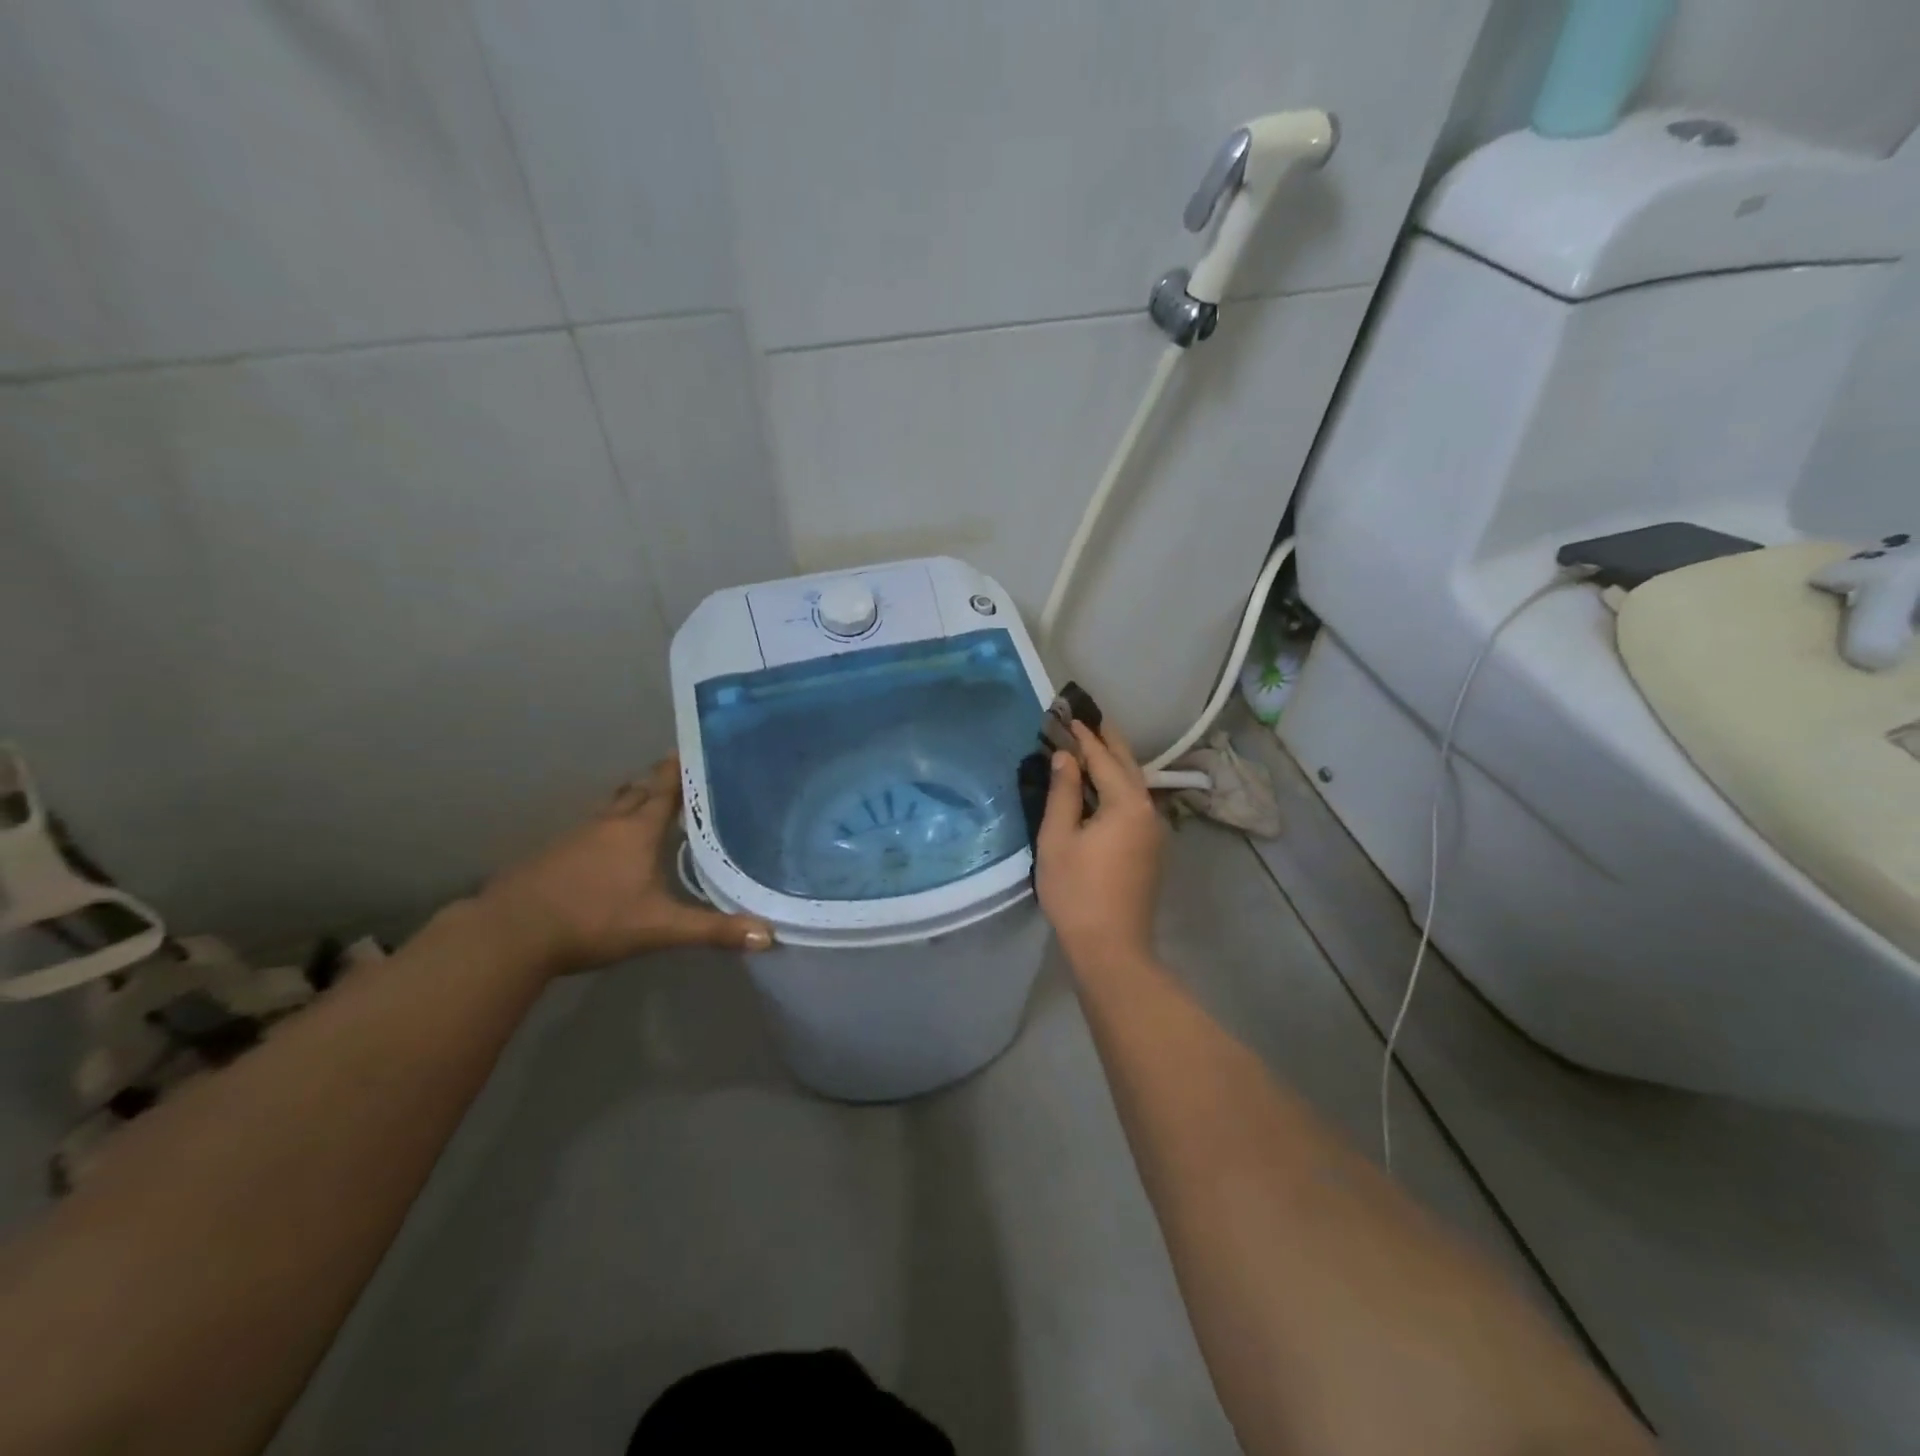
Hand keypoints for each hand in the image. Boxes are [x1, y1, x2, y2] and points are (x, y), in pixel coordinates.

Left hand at [480, 756, 773, 975]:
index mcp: (638, 830)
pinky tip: (609, 846)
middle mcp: (609, 823)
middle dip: (658, 781)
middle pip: (637, 791)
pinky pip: (590, 827)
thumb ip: (713, 930)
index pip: (666, 788)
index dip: (681, 769)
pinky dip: (608, 826)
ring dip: (631, 801)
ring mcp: (576, 835)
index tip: (697, 749)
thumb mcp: (660, 927)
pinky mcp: (553, 853)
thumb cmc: (594, 920)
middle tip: (680, 778)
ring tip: (650, 805)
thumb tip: (769, 936)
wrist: (511, 932)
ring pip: (611, 807)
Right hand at [1035, 721, 1163, 972]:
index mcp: (1126, 803)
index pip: (1103, 758)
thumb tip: (1064, 758)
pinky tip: (1101, 786)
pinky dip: (1117, 785)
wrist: (1111, 947)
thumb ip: (1063, 793)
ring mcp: (1153, 831)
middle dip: (1107, 740)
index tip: (1067, 714)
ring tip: (1092, 744)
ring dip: (1113, 762)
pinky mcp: (1150, 849)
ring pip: (1133, 784)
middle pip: (1127, 764)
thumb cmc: (1077, 891)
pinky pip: (1133, 803)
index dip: (1083, 736)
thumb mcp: (1058, 838)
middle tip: (1086, 717)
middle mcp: (1147, 810)